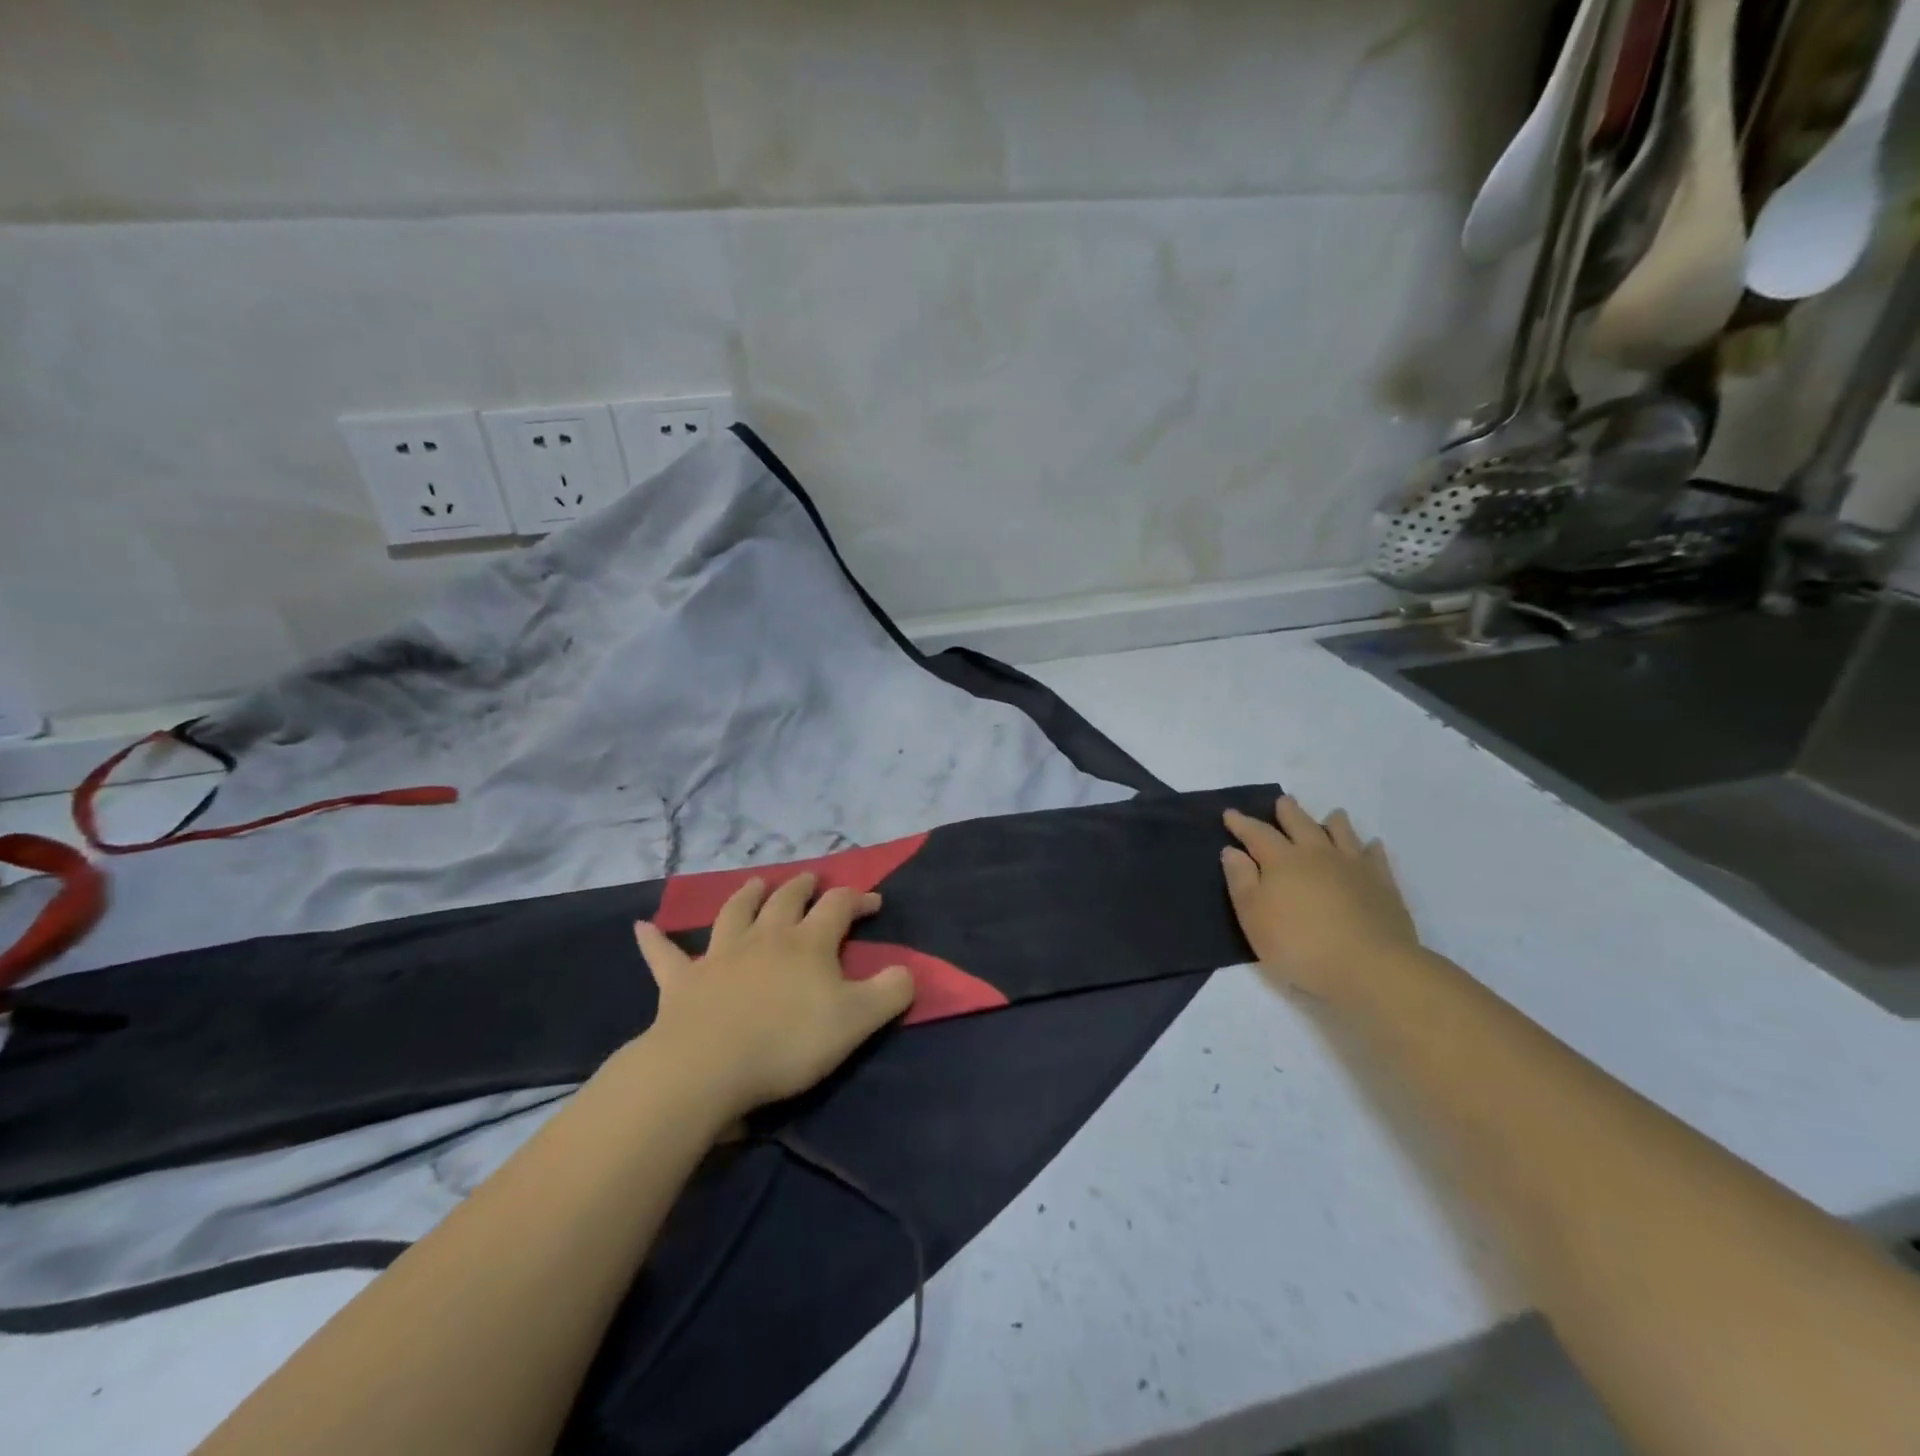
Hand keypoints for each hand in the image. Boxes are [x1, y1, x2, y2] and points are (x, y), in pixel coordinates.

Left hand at [633, 874, 914, 1121]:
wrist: (707, 1066)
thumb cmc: (788, 1042)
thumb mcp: (856, 1021)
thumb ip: (890, 992)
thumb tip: (907, 970)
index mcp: (808, 943)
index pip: (838, 906)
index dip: (858, 898)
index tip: (874, 902)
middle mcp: (765, 937)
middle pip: (786, 899)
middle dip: (804, 886)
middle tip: (813, 881)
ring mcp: (720, 955)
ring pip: (734, 912)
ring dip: (746, 895)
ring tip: (755, 883)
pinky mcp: (682, 982)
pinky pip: (665, 956)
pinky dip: (655, 941)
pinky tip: (642, 928)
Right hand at [1221, 796, 1418, 1001]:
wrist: (1370, 966)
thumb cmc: (1300, 945)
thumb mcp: (1254, 918)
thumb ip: (1241, 881)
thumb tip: (1232, 851)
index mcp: (1282, 861)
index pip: (1257, 834)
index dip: (1242, 823)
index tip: (1230, 813)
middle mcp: (1317, 855)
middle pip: (1301, 824)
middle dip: (1288, 812)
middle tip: (1283, 800)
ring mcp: (1354, 867)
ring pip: (1342, 834)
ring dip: (1334, 822)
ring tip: (1332, 814)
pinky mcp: (1383, 885)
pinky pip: (1375, 858)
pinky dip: (1371, 848)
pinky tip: (1372, 845)